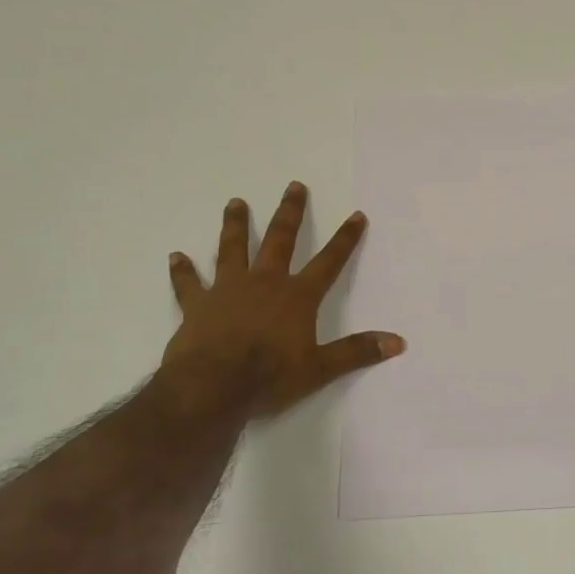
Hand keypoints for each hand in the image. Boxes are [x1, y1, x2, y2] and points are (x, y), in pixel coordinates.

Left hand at [156, 182, 404, 420]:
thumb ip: (357, 352)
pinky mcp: (198, 305)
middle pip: (280, 240)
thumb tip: (398, 342)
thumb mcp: (320, 369)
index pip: (329, 261)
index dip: (345, 239)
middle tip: (294, 186)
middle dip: (290, 213)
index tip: (356, 215)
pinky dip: (183, 271)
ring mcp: (228, 290)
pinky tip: (176, 256)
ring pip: (233, 249)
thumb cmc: (270, 377)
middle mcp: (264, 283)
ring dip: (236, 225)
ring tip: (236, 202)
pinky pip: (189, 284)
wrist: (212, 387)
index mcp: (297, 297)